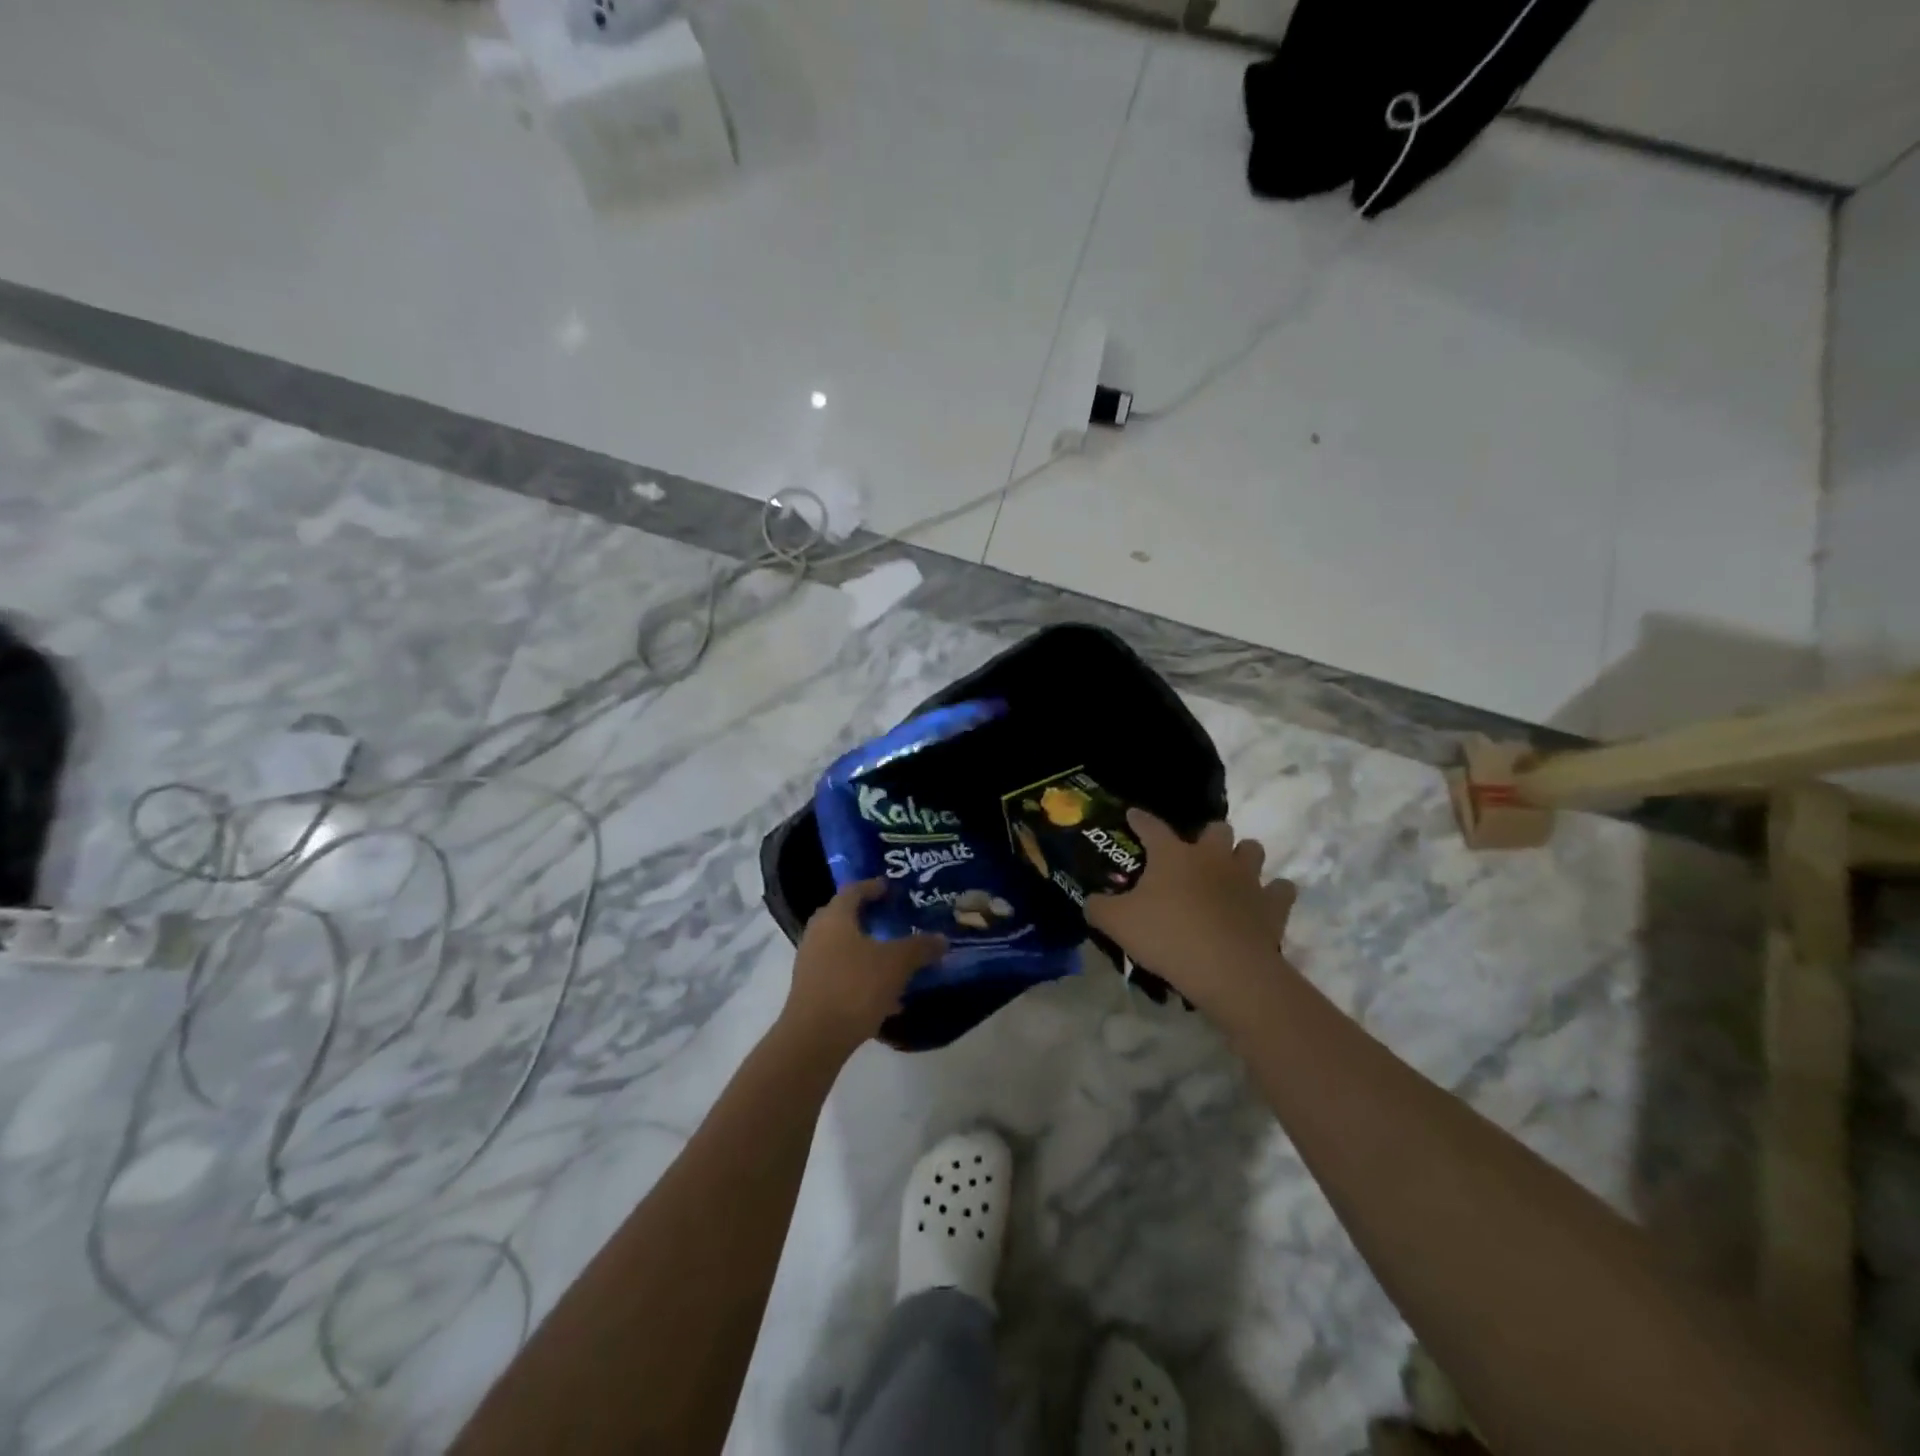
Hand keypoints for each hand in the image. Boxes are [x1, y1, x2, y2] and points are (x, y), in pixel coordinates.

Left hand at [779, 880, 946, 1056]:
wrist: (814, 1038)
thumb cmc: (855, 987)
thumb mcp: (896, 964)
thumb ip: (920, 947)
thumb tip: (942, 939)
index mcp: (835, 918)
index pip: (853, 890)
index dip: (873, 886)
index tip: (891, 887)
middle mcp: (817, 934)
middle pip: (844, 917)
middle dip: (868, 917)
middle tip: (893, 918)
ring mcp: (810, 963)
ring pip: (842, 947)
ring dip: (866, 949)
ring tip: (893, 957)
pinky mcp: (811, 990)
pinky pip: (840, 973)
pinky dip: (861, 976)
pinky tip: (886, 996)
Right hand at [1086, 811, 1295, 1017]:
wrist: (1227, 970)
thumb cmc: (1167, 937)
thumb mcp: (1116, 924)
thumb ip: (1098, 907)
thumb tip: (1091, 901)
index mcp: (1173, 855)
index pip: (1151, 826)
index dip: (1140, 820)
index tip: (1133, 815)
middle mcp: (1213, 857)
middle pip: (1217, 829)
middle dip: (1208, 837)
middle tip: (1195, 857)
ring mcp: (1247, 879)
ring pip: (1252, 850)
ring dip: (1242, 857)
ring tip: (1230, 875)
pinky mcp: (1273, 906)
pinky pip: (1281, 889)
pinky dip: (1273, 894)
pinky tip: (1262, 903)